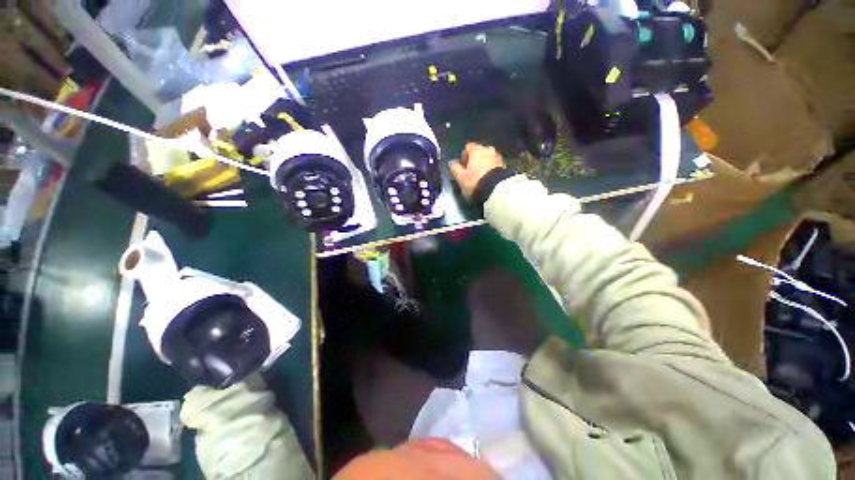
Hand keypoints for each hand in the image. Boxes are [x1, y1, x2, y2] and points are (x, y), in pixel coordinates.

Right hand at [449, 143, 504, 199]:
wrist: (496, 190)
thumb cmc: (475, 181)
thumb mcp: (460, 177)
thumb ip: (455, 168)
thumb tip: (453, 163)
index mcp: (476, 150)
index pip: (468, 147)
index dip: (464, 156)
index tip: (462, 167)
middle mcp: (488, 150)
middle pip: (479, 152)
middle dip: (475, 160)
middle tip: (471, 172)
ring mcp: (498, 157)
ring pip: (488, 158)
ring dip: (484, 164)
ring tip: (480, 176)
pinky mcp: (505, 166)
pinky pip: (494, 165)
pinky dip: (491, 169)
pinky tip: (488, 179)